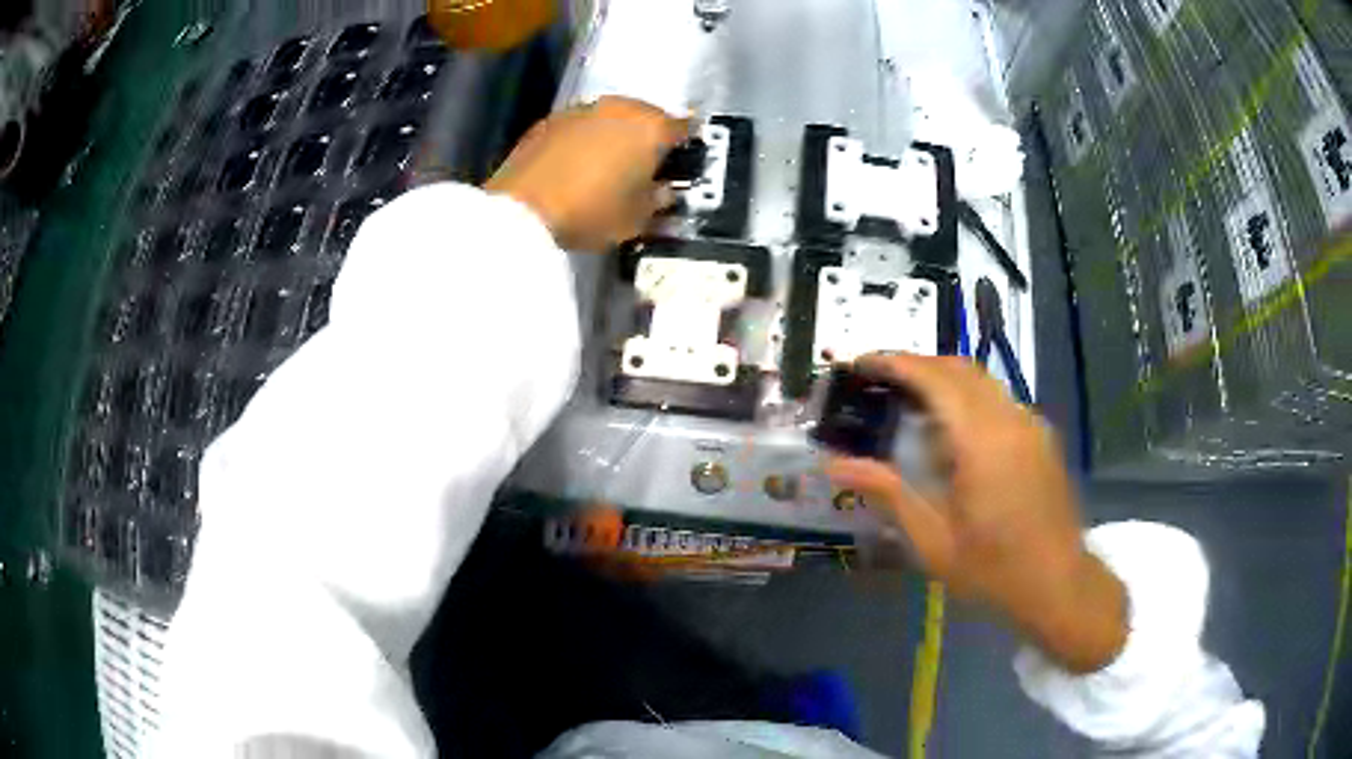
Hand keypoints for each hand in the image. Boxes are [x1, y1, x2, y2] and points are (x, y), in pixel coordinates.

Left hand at [486, 97, 688, 251]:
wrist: (521, 210)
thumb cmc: (591, 213)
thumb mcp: (636, 218)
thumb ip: (658, 199)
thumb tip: (663, 190)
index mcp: (650, 128)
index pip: (683, 128)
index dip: (685, 146)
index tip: (681, 162)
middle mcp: (620, 108)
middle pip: (646, 115)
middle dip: (649, 135)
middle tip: (645, 162)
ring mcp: (581, 109)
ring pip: (611, 116)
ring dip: (615, 133)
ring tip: (608, 161)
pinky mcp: (549, 119)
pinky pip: (580, 125)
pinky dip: (584, 137)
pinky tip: (576, 161)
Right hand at [827, 354, 1127, 673]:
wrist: (1058, 583)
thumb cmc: (992, 569)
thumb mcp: (932, 540)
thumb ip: (887, 494)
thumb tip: (835, 466)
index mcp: (982, 440)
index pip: (935, 378)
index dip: (895, 363)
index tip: (861, 363)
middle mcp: (1010, 418)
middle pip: (960, 368)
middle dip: (918, 365)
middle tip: (880, 382)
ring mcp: (1031, 425)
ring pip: (982, 381)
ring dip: (944, 381)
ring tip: (911, 407)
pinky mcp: (1041, 437)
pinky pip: (999, 401)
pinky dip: (969, 401)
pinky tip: (954, 439)